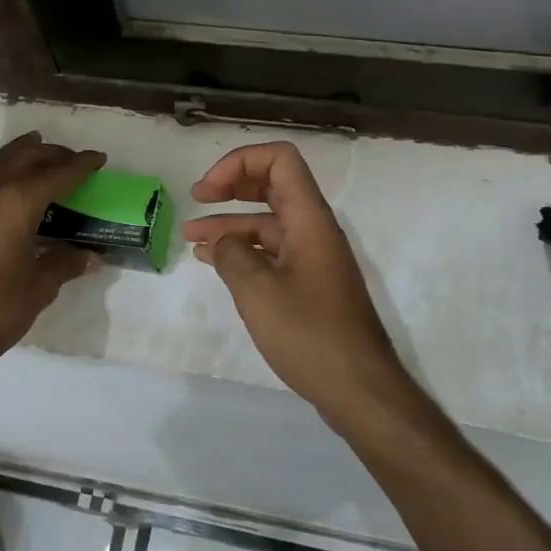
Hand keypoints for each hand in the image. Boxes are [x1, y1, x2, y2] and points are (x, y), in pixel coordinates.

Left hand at [0, 133, 105, 388]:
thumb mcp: (39, 288)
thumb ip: (64, 263)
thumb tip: (90, 256)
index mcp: (17, 205)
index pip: (57, 175)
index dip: (80, 165)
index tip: (98, 158)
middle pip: (22, 160)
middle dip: (50, 154)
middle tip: (69, 156)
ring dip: (12, 153)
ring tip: (31, 145)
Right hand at [183, 142, 406, 420]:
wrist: (359, 390)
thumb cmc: (310, 335)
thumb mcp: (258, 292)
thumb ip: (232, 255)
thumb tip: (222, 242)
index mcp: (309, 219)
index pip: (280, 159)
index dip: (239, 162)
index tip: (207, 191)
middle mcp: (314, 229)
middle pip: (273, 185)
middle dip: (233, 184)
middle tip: (197, 198)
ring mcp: (314, 258)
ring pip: (269, 222)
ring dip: (231, 223)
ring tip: (191, 238)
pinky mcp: (310, 284)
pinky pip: (273, 252)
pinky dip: (244, 251)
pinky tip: (215, 263)